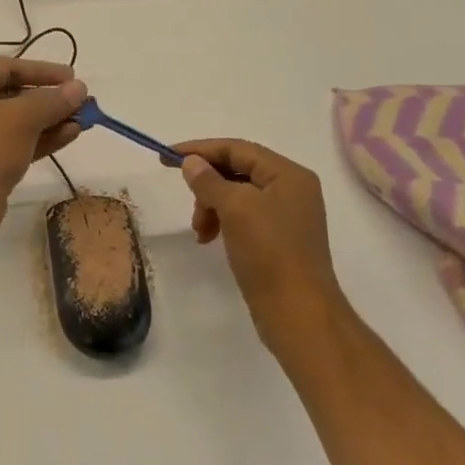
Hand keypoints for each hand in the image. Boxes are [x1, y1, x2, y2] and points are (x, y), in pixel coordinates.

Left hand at [0, 58, 86, 216]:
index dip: (43, 70)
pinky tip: (69, 135)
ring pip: (14, 119)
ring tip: (81, 121)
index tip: (73, 77)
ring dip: (49, 119)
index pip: (8, 67)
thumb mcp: (24, 118)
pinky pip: (12, 139)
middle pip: (12, 93)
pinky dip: (38, 136)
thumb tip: (80, 87)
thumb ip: (53, 99)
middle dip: (49, 99)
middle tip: (79, 102)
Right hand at [174, 139, 342, 338]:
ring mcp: (286, 215)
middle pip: (237, 170)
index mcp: (288, 174)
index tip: (166, 156)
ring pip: (237, 195)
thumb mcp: (235, 209)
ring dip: (212, 206)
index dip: (200, 149)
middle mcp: (291, 189)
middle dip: (207, 184)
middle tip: (189, 203)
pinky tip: (210, 238)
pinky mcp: (278, 239)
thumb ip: (209, 180)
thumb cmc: (269, 253)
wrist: (298, 315)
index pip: (237, 149)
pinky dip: (222, 222)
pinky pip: (243, 217)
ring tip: (200, 230)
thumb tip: (191, 162)